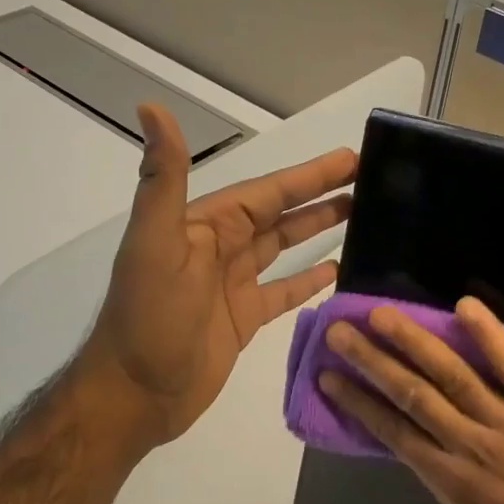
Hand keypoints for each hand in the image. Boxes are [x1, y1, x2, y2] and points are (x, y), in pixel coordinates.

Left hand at [82, 104, 357, 446]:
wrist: (134, 395)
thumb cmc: (149, 318)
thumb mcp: (155, 243)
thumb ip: (163, 179)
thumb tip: (151, 108)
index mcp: (205, 225)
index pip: (267, 191)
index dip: (308, 175)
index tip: (350, 158)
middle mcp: (221, 248)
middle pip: (280, 213)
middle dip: (321, 195)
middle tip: (369, 180)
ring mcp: (233, 284)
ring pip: (284, 247)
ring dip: (318, 229)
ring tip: (362, 216)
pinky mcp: (243, 318)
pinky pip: (283, 291)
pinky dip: (308, 279)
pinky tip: (337, 269)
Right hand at [318, 297, 503, 503]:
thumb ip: (452, 486)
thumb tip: (426, 451)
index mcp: (454, 483)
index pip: (394, 433)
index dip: (358, 402)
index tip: (329, 377)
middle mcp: (473, 447)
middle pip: (413, 395)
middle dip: (371, 362)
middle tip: (339, 331)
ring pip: (453, 376)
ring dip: (413, 342)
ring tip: (381, 315)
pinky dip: (490, 336)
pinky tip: (464, 307)